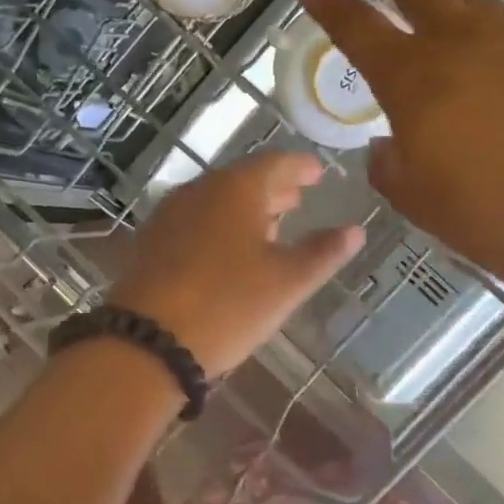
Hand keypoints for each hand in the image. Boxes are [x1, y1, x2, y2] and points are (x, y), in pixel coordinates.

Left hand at [108, 150, 364, 375]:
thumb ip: (323, 253)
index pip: (275, 163)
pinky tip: (228, 250)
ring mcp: (169, 215)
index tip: (318, 172)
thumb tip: (355, 230)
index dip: (300, 167)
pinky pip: (195, 221)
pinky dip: (219, 226)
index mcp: (235, 189)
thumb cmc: (227, 305)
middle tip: (297, 198)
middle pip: (242, 180)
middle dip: (273, 188)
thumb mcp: (286, 282)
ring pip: (216, 201)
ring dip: (245, 208)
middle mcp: (199, 190)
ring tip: (270, 224)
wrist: (147, 341)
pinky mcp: (151, 242)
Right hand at [297, 0, 503, 296]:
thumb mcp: (410, 195)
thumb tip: (387, 144)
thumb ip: (386, 162)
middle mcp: (458, 45)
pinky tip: (468, 37)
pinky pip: (494, 20)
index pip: (359, 27)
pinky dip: (470, 14)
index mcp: (413, 78)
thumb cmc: (481, 213)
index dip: (330, 5)